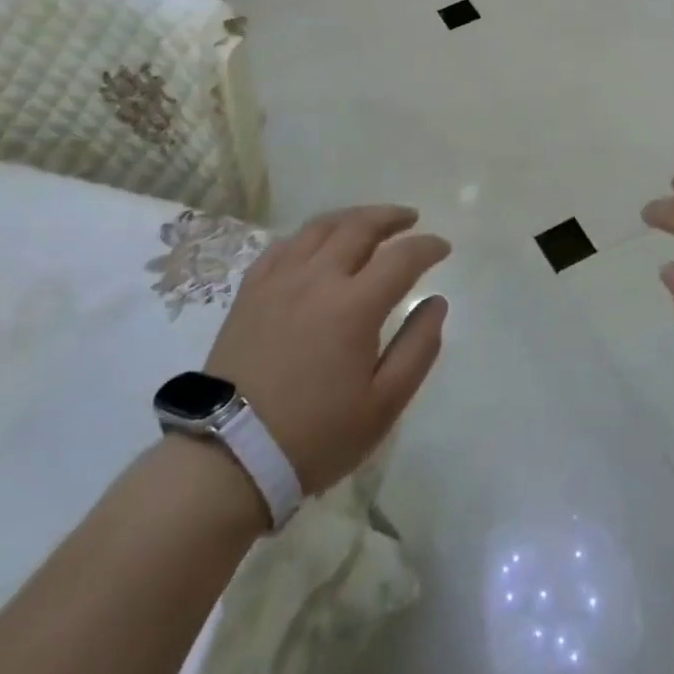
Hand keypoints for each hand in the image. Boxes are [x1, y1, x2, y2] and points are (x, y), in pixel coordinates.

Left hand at [206, 206, 448, 495]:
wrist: (231, 456)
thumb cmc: (316, 435)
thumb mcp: (384, 404)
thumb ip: (418, 348)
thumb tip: (437, 303)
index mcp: (355, 306)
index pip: (402, 257)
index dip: (427, 246)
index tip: (442, 247)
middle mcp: (317, 279)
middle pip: (359, 227)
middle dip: (391, 217)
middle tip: (410, 219)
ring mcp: (279, 280)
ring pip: (320, 227)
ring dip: (351, 218)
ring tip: (368, 222)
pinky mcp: (250, 291)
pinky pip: (283, 245)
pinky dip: (309, 235)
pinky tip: (316, 243)